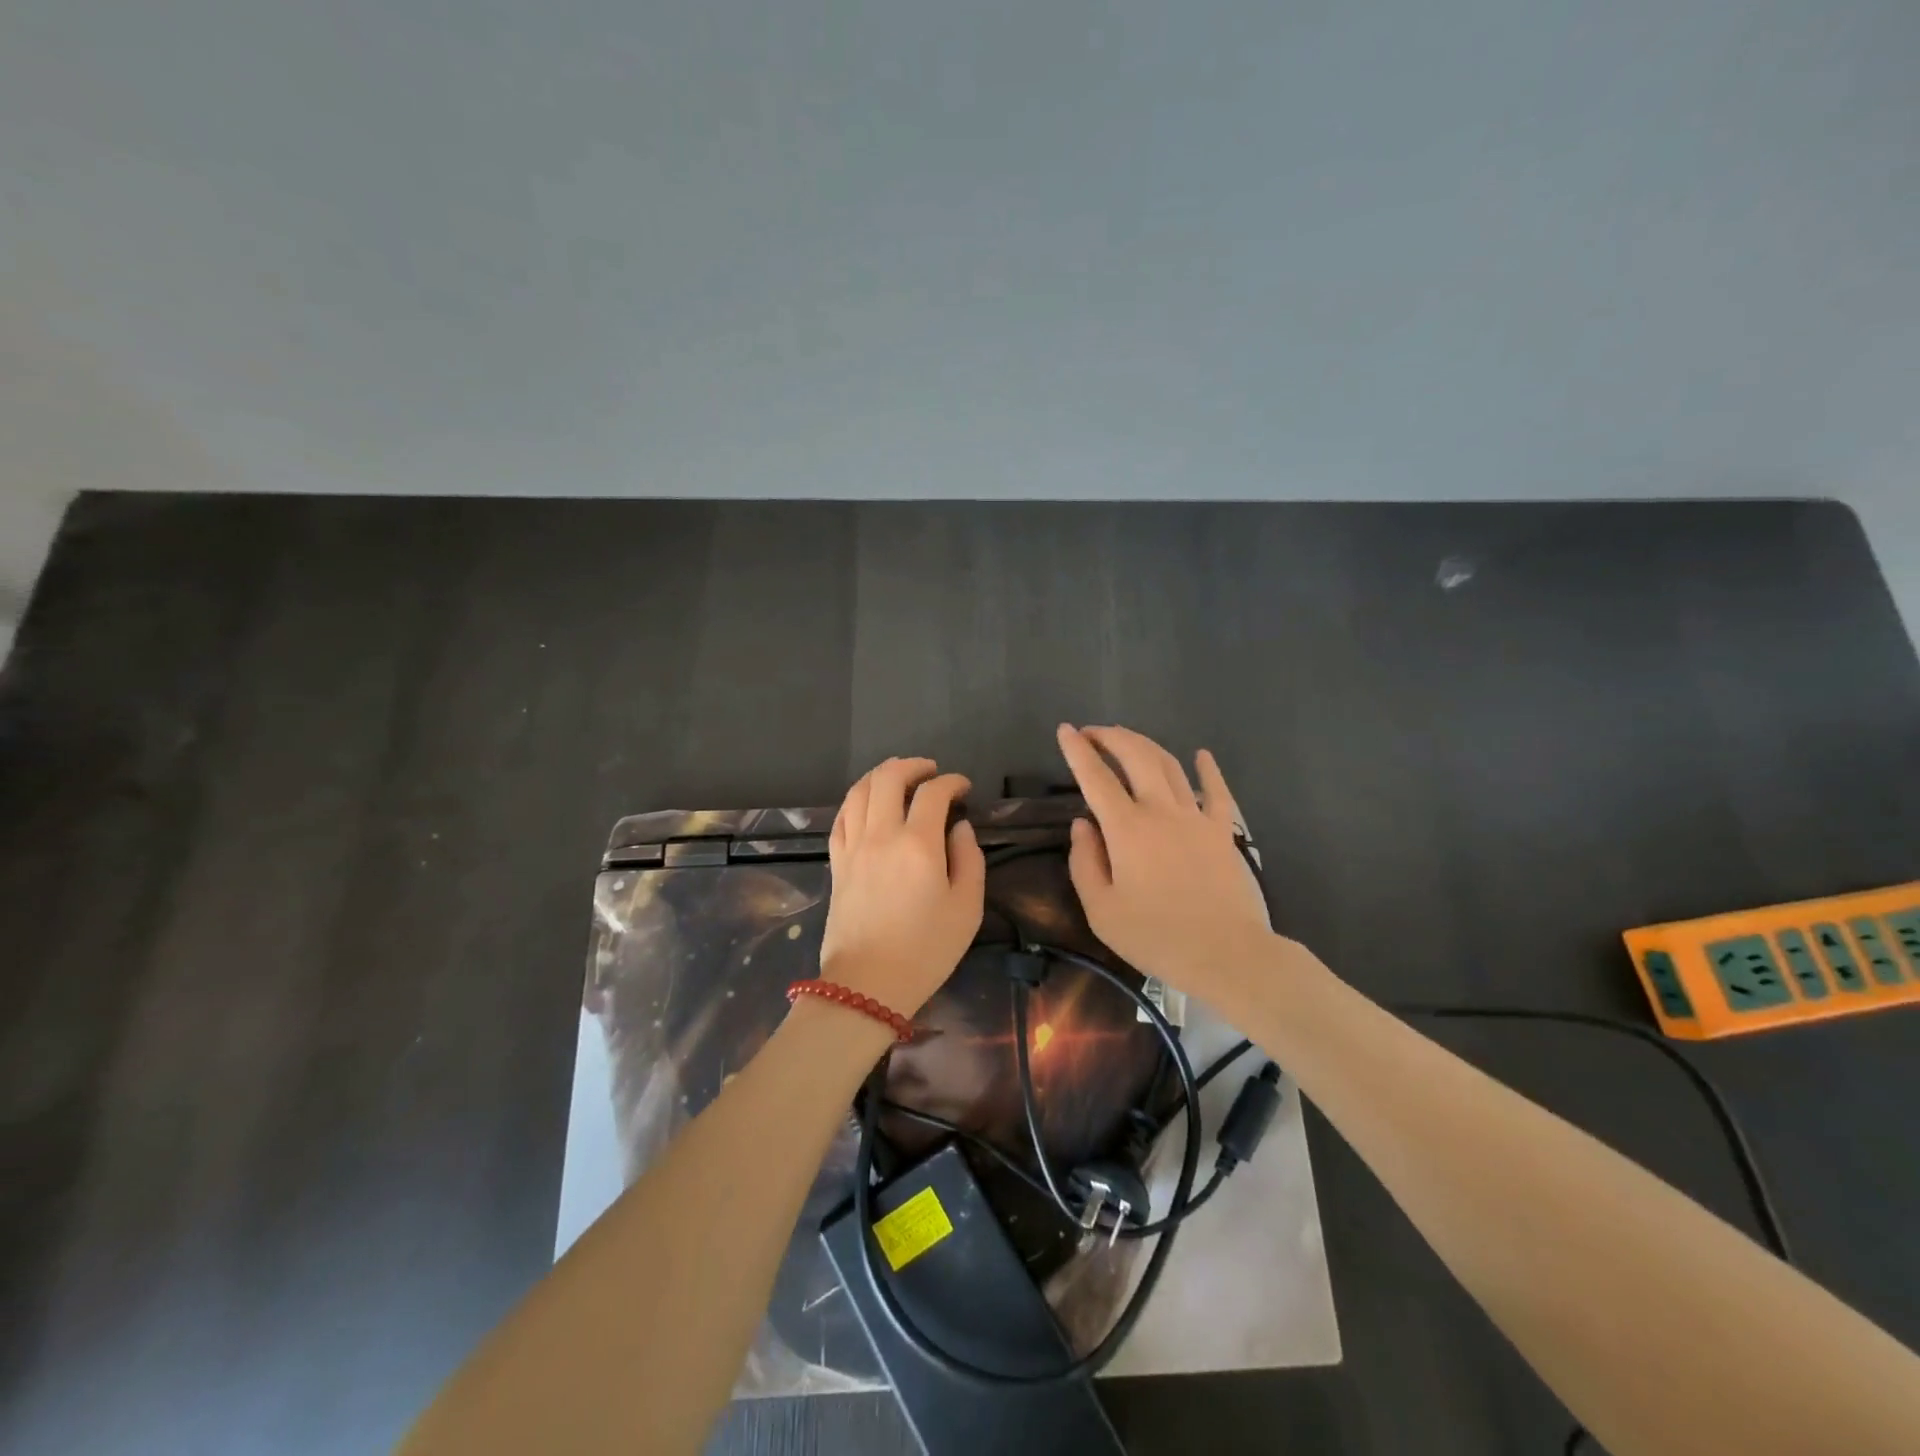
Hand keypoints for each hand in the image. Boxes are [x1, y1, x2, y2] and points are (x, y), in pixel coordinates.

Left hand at [819, 757, 984, 1015]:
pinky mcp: (836, 863)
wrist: (867, 985)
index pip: (933, 793)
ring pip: (859, 791)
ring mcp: (853, 847)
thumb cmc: (926, 950)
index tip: (964, 788)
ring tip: (898, 777)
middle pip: (888, 778)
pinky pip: (841, 817)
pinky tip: (868, 804)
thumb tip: (960, 828)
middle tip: (931, 772)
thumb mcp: (966, 908)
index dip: (951, 782)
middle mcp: (881, 835)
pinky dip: (857, 800)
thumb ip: (969, 859)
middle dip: (912, 766)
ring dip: (880, 775)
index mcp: (918, 844)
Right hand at [1056, 724, 1273, 999]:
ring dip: (1145, 745)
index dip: (1077, 751)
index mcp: (1126, 829)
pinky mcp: (1223, 831)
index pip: (1095, 778)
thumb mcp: (1101, 911)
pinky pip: (1217, 791)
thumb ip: (1084, 863)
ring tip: (1128, 739)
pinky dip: (1208, 769)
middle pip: (1135, 757)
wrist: (1226, 955)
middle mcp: (1161, 811)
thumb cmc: (1156, 937)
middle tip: (1093, 732)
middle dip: (1111, 737)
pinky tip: (1201, 755)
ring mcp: (1197, 817)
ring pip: (1170, 765)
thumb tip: (1081, 825)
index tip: (1065, 730)